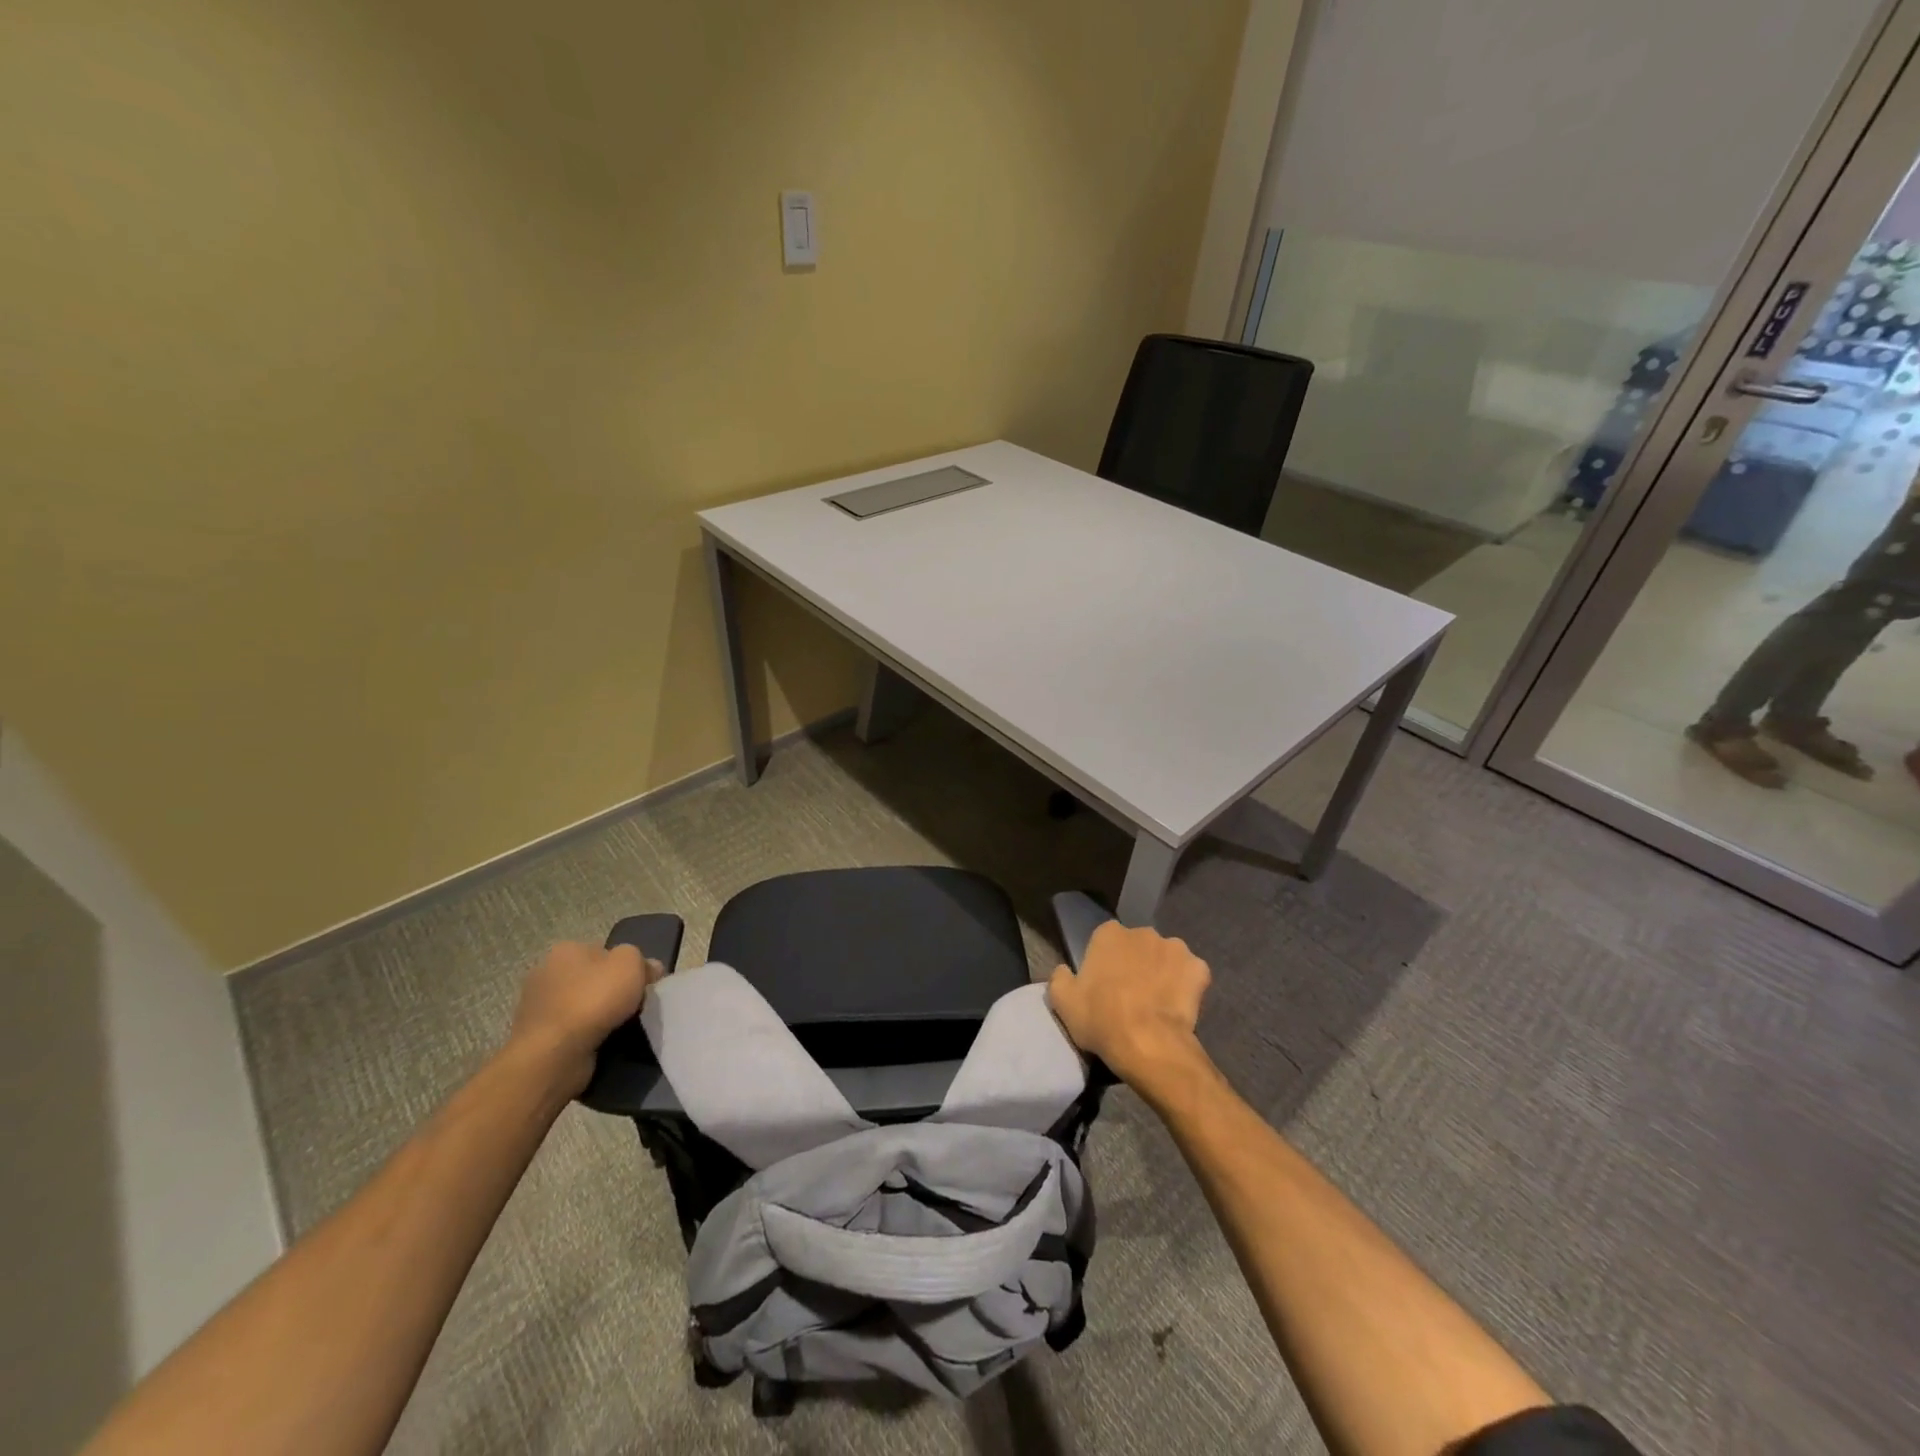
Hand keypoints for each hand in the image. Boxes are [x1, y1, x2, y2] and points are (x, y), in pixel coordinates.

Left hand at [507, 941, 663, 1096]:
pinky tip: (599, 1043)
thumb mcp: (631, 964)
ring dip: (598, 1015)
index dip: (627, 967)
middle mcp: (546, 973)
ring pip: (582, 1005)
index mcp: (565, 949)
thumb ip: (642, 959)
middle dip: (611, 991)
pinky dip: (585, 1035)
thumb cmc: (593, 1000)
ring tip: (619, 1028)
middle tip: (634, 1007)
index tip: (643, 985)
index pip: (605, 952)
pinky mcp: (536, 1037)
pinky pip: (571, 1030)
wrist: (554, 1055)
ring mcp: (537, 1007)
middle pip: (592, 978)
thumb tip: (649, 968)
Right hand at [1047, 922, 1210, 1088]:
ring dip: (1162, 972)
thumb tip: (1064, 971)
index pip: (1106, 940)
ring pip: (1166, 957)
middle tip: (1131, 995)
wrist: (1147, 1044)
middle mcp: (1143, 932)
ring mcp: (1175, 948)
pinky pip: (1191, 974)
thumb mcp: (1063, 1001)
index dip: (1106, 962)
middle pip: (1138, 946)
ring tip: (1157, 1002)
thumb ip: (1060, 978)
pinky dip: (1187, 986)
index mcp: (1109, 933)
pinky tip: (1179, 1006)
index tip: (1105, 985)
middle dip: (1136, 963)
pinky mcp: (1199, 968)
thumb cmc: (1101, 1019)